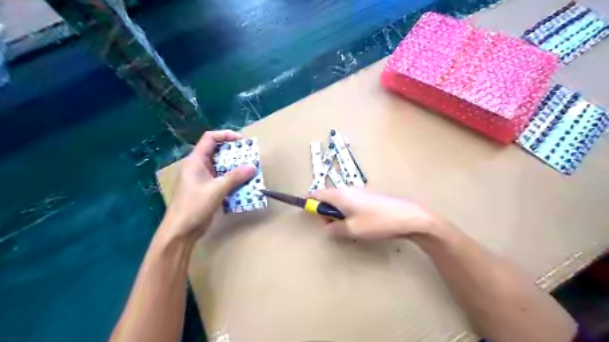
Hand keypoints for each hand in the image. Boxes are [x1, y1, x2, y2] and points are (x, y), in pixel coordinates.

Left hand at [160, 130, 254, 240]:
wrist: (181, 231)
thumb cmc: (194, 206)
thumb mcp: (216, 189)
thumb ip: (235, 177)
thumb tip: (253, 166)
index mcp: (196, 161)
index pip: (210, 139)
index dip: (226, 135)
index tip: (242, 141)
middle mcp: (200, 167)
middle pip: (218, 152)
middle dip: (235, 153)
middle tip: (251, 157)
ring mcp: (204, 179)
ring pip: (223, 167)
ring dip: (237, 168)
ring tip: (251, 170)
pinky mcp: (209, 190)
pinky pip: (224, 180)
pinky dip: (235, 180)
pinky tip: (245, 185)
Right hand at [311, 187, 439, 239]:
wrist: (407, 217)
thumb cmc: (377, 222)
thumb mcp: (352, 229)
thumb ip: (335, 228)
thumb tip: (327, 227)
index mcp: (340, 195)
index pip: (318, 193)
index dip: (310, 202)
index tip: (308, 212)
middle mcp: (348, 190)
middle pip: (328, 197)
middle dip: (326, 212)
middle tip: (332, 227)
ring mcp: (360, 192)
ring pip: (340, 201)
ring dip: (338, 213)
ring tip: (347, 228)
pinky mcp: (369, 196)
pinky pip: (351, 202)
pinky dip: (348, 211)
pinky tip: (359, 223)